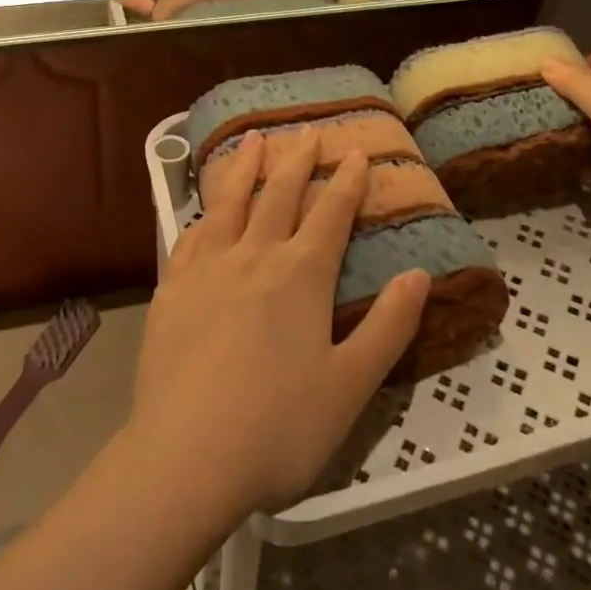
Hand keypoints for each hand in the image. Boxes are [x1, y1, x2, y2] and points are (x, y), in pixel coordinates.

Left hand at [126, 132, 430, 516]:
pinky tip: (205, 211)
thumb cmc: (279, 427)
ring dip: (245, 167)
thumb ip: (388, 326)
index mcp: (300, 275)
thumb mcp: (350, 385)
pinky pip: (190, 237)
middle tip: (308, 132)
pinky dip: (203, 214)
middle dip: (298, 161)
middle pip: (279, 195)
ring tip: (254, 139)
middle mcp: (253, 257)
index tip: (356, 152)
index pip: (331, 214)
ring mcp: (206, 269)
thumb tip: (419, 274)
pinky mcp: (171, 290)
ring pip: (229, 202)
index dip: (347, 182)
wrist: (185, 457)